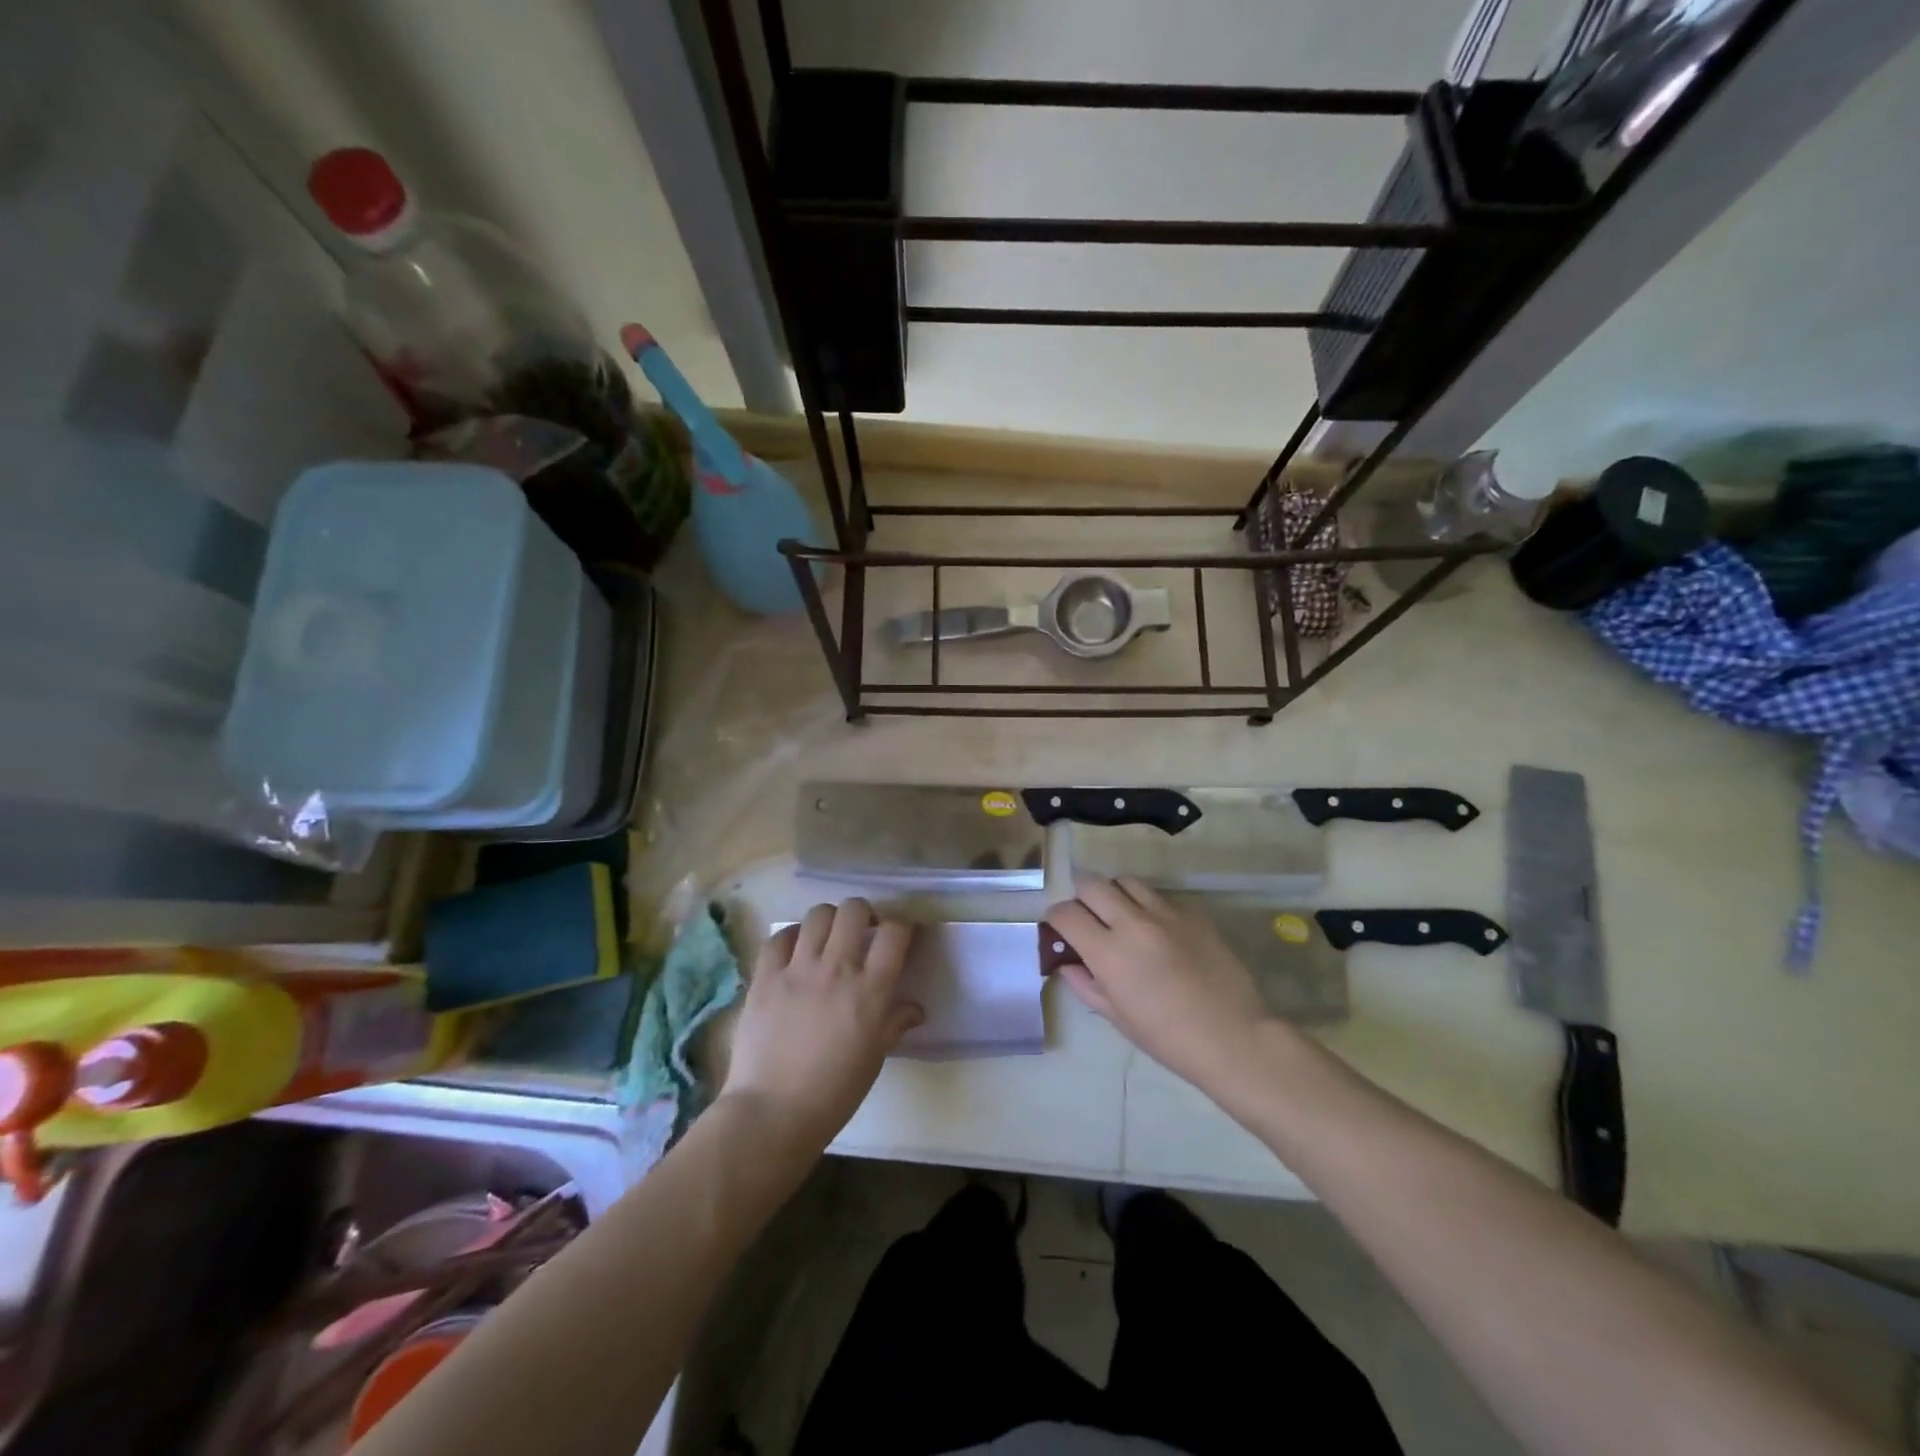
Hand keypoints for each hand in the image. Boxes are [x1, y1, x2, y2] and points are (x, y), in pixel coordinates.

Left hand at [720, 899, 922, 1151]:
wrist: (773, 1113)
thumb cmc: (834, 1093)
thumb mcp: (874, 1057)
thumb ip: (895, 1023)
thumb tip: (915, 1008)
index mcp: (870, 990)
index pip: (895, 933)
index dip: (901, 927)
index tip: (899, 937)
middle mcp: (836, 968)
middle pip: (854, 909)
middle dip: (863, 914)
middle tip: (862, 932)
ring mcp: (797, 969)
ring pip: (818, 915)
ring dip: (828, 921)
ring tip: (827, 939)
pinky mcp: (765, 976)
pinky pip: (779, 937)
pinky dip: (791, 937)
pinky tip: (794, 952)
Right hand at [1047, 877, 1274, 1087]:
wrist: (1232, 1036)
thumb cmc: (1167, 1037)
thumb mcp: (1117, 1017)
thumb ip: (1085, 984)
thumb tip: (1067, 963)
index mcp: (1108, 952)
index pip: (1066, 913)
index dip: (1055, 918)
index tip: (1059, 928)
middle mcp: (1133, 923)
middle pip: (1092, 885)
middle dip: (1081, 897)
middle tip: (1087, 917)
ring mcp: (1166, 913)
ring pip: (1126, 881)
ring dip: (1114, 894)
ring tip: (1120, 916)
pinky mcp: (1193, 913)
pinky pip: (1159, 897)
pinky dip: (1147, 906)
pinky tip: (1156, 931)